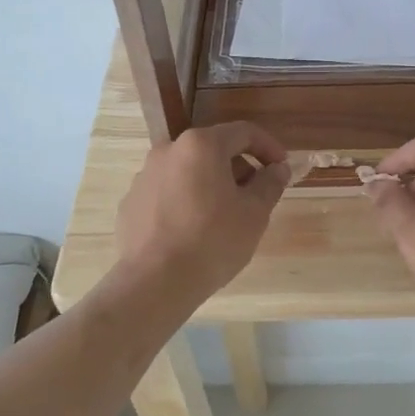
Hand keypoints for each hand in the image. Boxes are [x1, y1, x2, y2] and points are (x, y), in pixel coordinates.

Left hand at [115, 121, 290, 303]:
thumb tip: (278, 169)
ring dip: (212, 185)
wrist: (155, 282)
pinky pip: (168, 193)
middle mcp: (168, 151)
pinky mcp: (131, 202)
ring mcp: (145, 176)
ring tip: (225, 218)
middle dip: (239, 169)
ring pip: (189, 172)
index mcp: (201, 145)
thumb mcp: (254, 213)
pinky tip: (195, 232)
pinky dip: (187, 202)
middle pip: (214, 150)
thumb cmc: (213, 241)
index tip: (282, 168)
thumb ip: (270, 183)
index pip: (244, 132)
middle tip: (256, 198)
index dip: (269, 147)